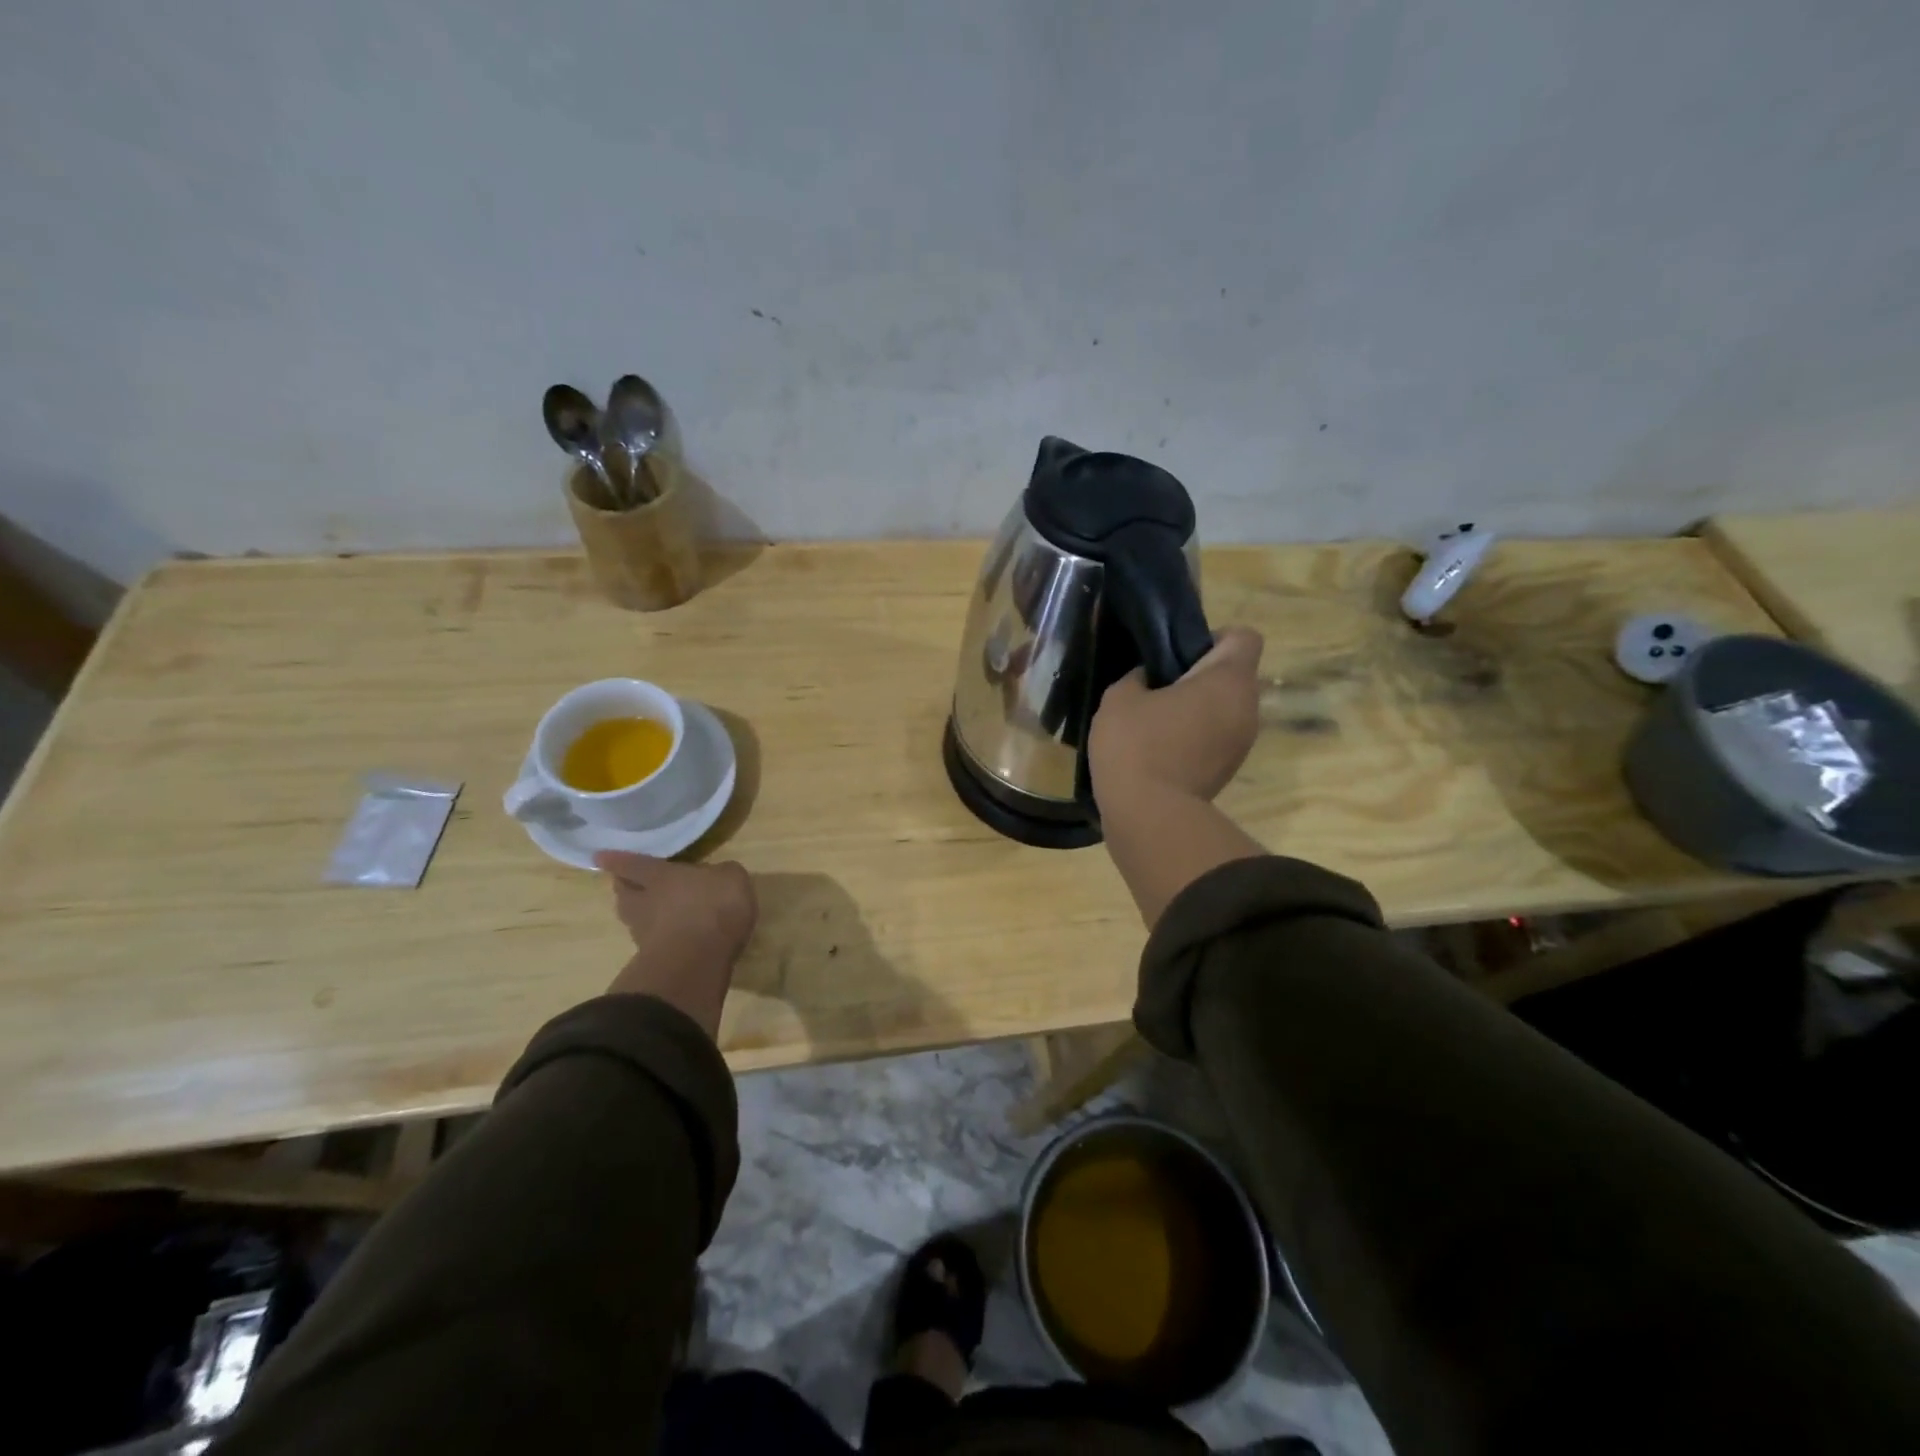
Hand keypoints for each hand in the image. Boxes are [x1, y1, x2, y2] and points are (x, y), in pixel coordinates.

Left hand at [594, 852, 757, 1038]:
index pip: (633, 864)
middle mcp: (645, 903)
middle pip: (624, 893)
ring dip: (637, 915)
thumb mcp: (732, 878)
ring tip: (647, 913)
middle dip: (623, 887)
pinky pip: (651, 942)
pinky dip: (656, 939)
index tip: (599, 857)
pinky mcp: (654, 960)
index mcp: (660, 876)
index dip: (616, 859)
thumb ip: (721, 874)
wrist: (699, 960)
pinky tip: (669, 938)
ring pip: (633, 919)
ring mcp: (645, 934)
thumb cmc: (713, 907)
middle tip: (626, 884)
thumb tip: (716, 875)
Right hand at [1088, 626, 1264, 806]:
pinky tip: (1160, 748)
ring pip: (1224, 709)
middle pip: (1233, 675)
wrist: (1149, 817)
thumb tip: (1149, 678)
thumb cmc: (1137, 745)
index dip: (1212, 637)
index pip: (1244, 637)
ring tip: (1156, 720)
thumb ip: (1138, 676)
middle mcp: (1248, 707)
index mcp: (1228, 680)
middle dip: (1200, 676)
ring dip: (1197, 708)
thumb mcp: (1120, 697)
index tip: (1178, 654)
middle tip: (1158, 686)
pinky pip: (1216, 737)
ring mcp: (1242, 743)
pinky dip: (1195, 736)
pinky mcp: (1228, 770)